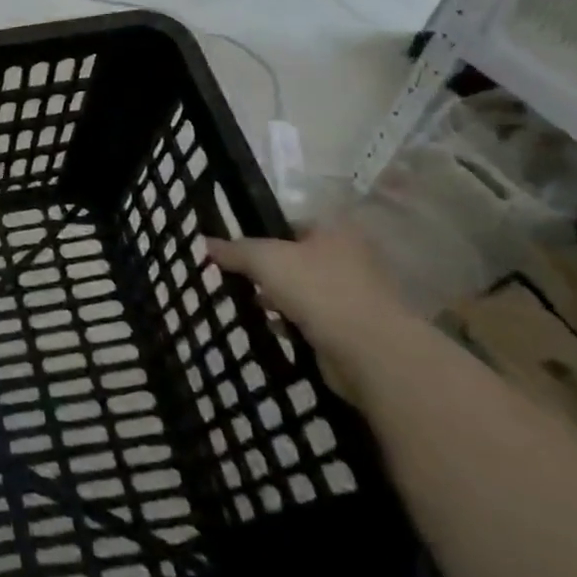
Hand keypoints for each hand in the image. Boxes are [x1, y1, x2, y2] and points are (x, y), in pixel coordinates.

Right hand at [207, 225, 417, 399]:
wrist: (370, 351)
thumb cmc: (317, 289)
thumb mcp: (264, 259)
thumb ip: (234, 250)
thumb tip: (206, 242)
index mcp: (336, 232)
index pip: (293, 224)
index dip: (263, 234)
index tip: (238, 250)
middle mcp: (352, 259)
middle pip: (298, 259)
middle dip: (270, 271)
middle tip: (241, 278)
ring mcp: (357, 296)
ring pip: (306, 291)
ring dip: (281, 298)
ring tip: (252, 303)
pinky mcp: (356, 330)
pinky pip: (315, 320)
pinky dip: (295, 323)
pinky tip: (274, 327)